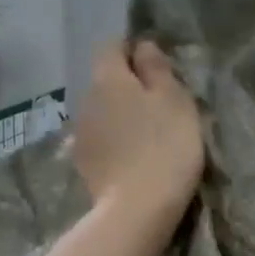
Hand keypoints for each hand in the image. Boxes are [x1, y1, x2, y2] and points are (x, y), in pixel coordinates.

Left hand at [74, 41, 203, 223]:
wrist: (137, 209)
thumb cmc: (164, 147)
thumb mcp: (174, 100)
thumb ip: (156, 68)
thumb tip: (142, 46)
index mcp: (108, 78)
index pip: (111, 46)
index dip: (132, 51)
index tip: (157, 68)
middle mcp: (86, 99)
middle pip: (106, 80)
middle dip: (128, 86)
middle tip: (160, 104)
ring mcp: (80, 133)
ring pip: (102, 111)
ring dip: (121, 115)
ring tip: (148, 135)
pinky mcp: (83, 162)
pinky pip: (100, 138)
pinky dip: (115, 141)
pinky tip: (133, 158)